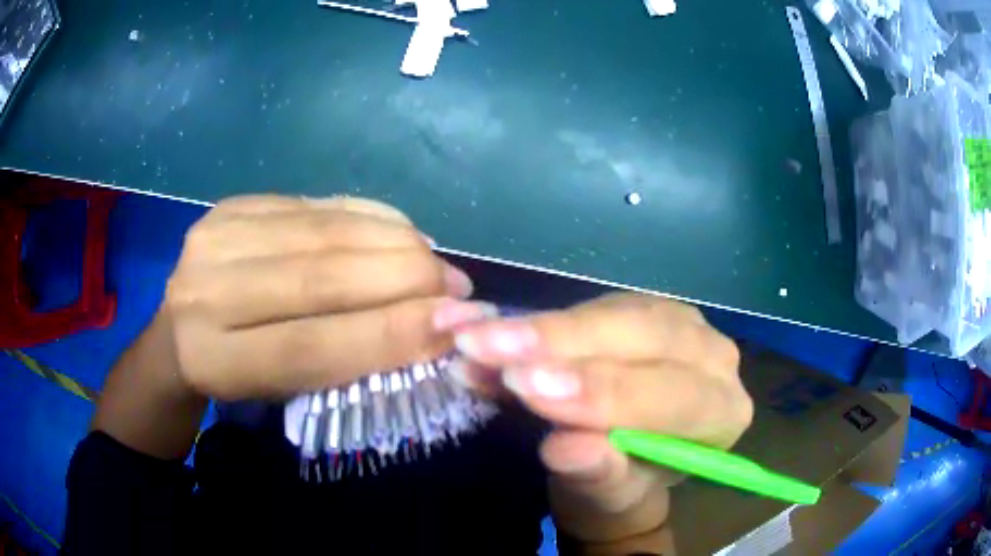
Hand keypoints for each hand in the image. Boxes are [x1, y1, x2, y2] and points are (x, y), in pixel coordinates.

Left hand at [164, 195, 473, 399]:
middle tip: (458, 287)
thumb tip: (430, 327)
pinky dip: (367, 215)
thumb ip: (342, 362)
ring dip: (394, 242)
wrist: (179, 334)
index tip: (456, 326)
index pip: (310, 347)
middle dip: (403, 278)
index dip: (388, 335)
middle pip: (318, 277)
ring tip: (435, 260)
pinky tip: (400, 230)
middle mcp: (204, 292)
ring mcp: (214, 236)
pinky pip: (315, 202)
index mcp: (214, 361)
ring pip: (323, 231)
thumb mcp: (281, 393)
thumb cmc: (237, 379)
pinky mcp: (231, 205)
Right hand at [440, 293, 752, 546]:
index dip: (601, 392)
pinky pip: (590, 305)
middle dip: (563, 346)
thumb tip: (568, 447)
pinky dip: (537, 322)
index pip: (672, 396)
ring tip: (480, 338)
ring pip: (614, 313)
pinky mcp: (641, 310)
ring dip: (542, 328)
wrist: (620, 465)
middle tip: (489, 349)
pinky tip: (492, 329)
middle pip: (645, 337)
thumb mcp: (608, 497)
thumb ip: (599, 475)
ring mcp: (678, 324)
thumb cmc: (621, 488)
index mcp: (723, 414)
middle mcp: (713, 358)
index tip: (530, 388)